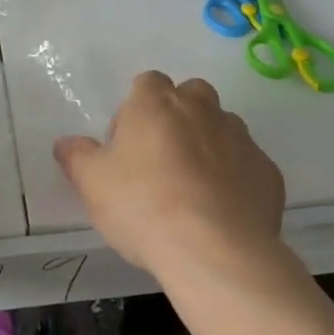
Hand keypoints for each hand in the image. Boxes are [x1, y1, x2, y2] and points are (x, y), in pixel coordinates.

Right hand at [54, 71, 284, 278]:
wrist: (215, 251)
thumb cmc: (143, 207)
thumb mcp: (93, 184)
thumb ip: (77, 157)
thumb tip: (65, 143)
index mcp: (156, 102)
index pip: (147, 83)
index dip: (136, 109)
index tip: (127, 145)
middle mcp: (202, 108)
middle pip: (190, 96)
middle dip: (179, 117)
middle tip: (161, 160)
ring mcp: (241, 137)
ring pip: (223, 127)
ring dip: (209, 145)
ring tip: (194, 188)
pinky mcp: (268, 171)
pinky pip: (247, 164)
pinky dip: (236, 178)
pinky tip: (223, 212)